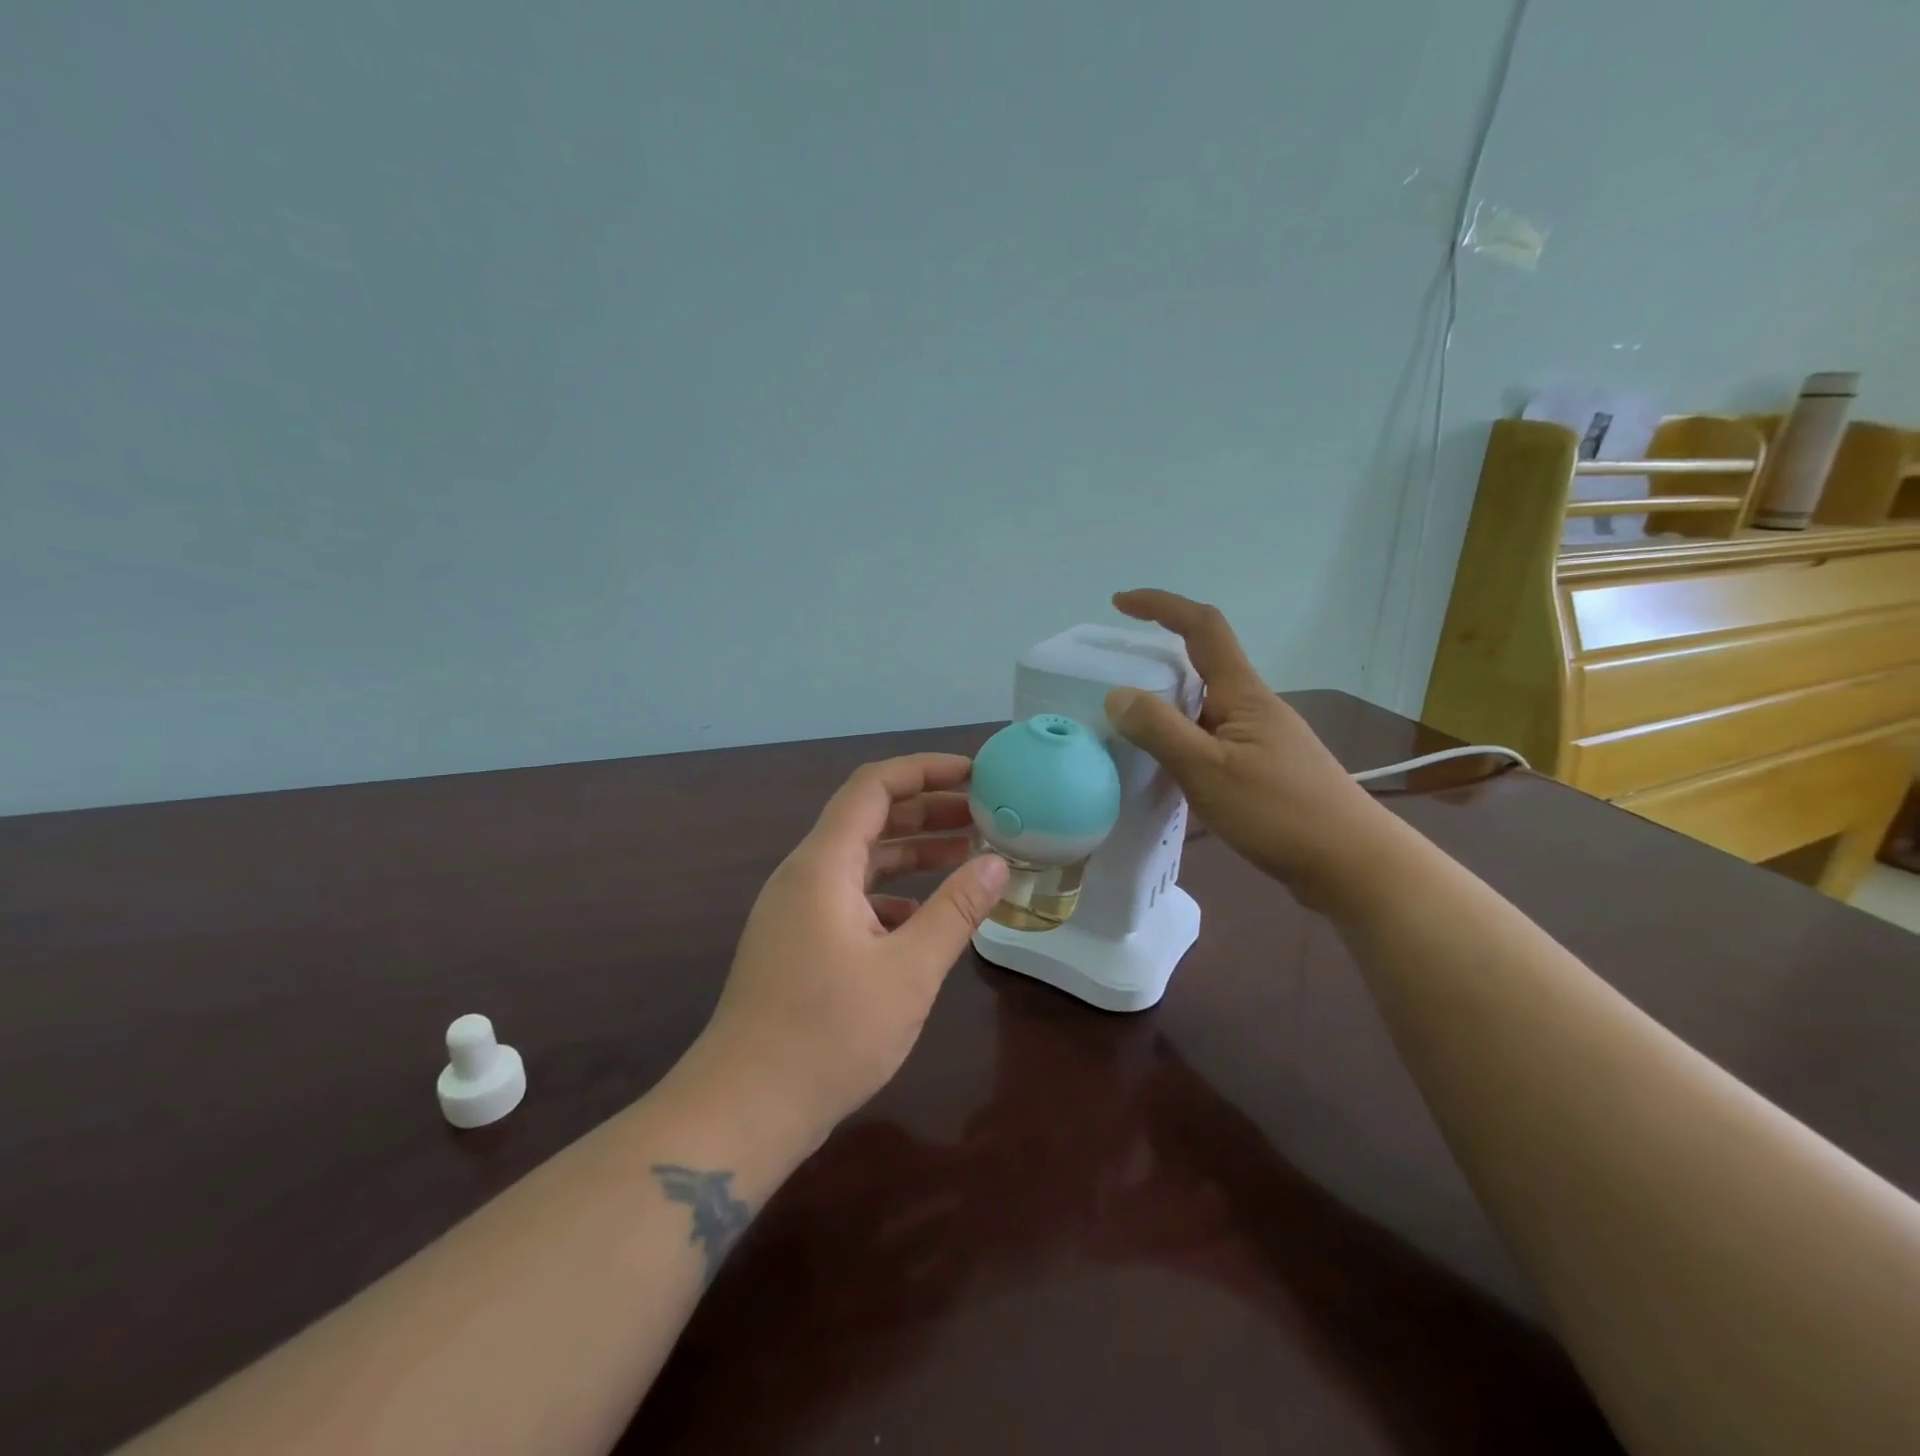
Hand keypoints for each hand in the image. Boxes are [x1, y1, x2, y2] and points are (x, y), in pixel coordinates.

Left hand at [690, 754, 1009, 1144]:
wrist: (743, 1109)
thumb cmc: (827, 1035)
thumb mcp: (907, 971)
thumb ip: (955, 911)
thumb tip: (997, 864)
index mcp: (823, 866)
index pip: (873, 787)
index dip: (924, 770)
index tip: (974, 774)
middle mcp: (804, 876)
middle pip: (869, 819)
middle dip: (928, 810)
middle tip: (984, 815)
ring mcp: (797, 911)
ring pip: (861, 861)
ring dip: (913, 853)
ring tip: (969, 856)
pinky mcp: (799, 942)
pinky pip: (851, 898)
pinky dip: (893, 895)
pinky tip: (928, 917)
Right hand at [1103, 589, 1392, 906]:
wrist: (1351, 864)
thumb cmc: (1279, 811)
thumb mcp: (1208, 769)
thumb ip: (1160, 730)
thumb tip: (1117, 694)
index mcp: (1242, 693)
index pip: (1202, 627)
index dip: (1161, 606)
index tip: (1120, 603)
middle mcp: (1252, 707)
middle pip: (1200, 666)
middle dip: (1156, 664)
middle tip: (1111, 686)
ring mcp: (1260, 739)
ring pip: (1203, 708)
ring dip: (1166, 709)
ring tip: (1126, 734)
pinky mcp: (1263, 770)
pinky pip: (1210, 740)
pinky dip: (1180, 743)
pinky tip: (1164, 773)